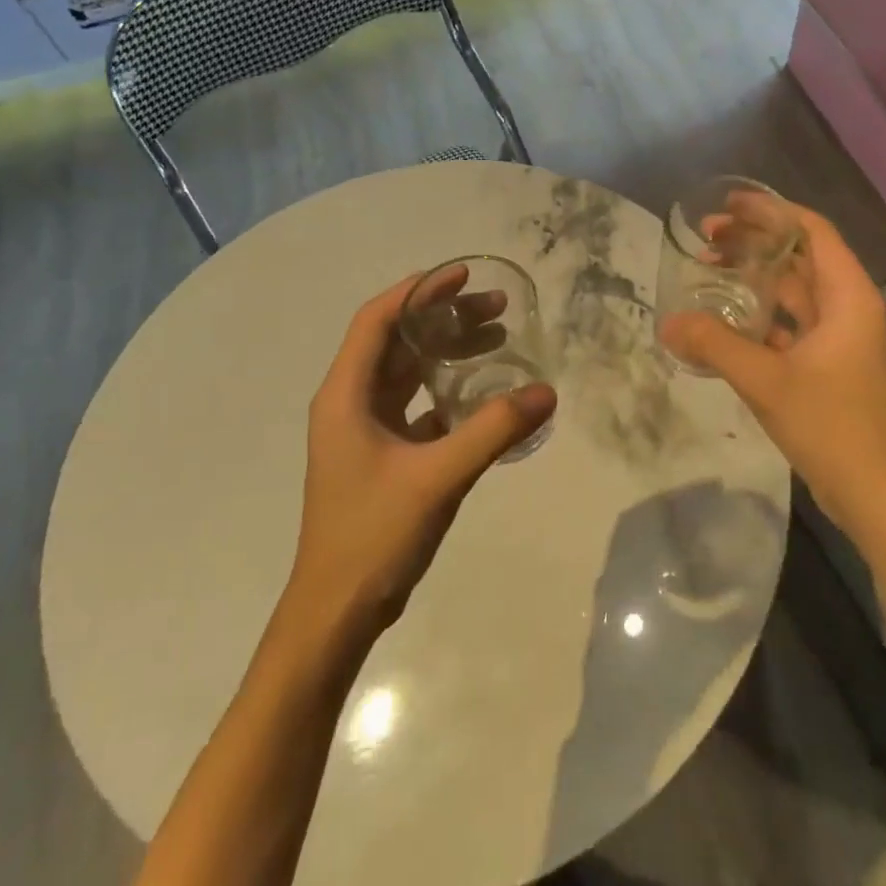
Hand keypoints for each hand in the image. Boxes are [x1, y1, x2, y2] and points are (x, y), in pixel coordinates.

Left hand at [292, 271, 557, 634]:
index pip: (378, 319)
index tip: (464, 275)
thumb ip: (493, 430)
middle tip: (497, 307)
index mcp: (346, 395)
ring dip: (447, 351)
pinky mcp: (380, 455)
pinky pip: (416, 404)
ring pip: (407, 372)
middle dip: (444, 317)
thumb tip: (547, 392)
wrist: (338, 610)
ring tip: (497, 338)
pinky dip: (446, 389)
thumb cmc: (374, 534)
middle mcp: (350, 403)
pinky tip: (483, 393)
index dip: (419, 291)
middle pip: (397, 340)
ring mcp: (363, 430)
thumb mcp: (438, 476)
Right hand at [659, 205, 885, 548]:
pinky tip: (725, 321)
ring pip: (794, 292)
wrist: (877, 495)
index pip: (812, 232)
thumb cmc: (832, 427)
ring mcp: (840, 339)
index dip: (771, 211)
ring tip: (710, 269)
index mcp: (848, 297)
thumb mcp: (767, 381)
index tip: (728, 205)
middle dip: (755, 242)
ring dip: (756, 278)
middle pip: (800, 257)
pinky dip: (760, 315)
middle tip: (707, 238)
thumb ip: (715, 345)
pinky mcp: (829, 366)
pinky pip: (791, 325)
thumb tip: (669, 322)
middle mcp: (848, 308)